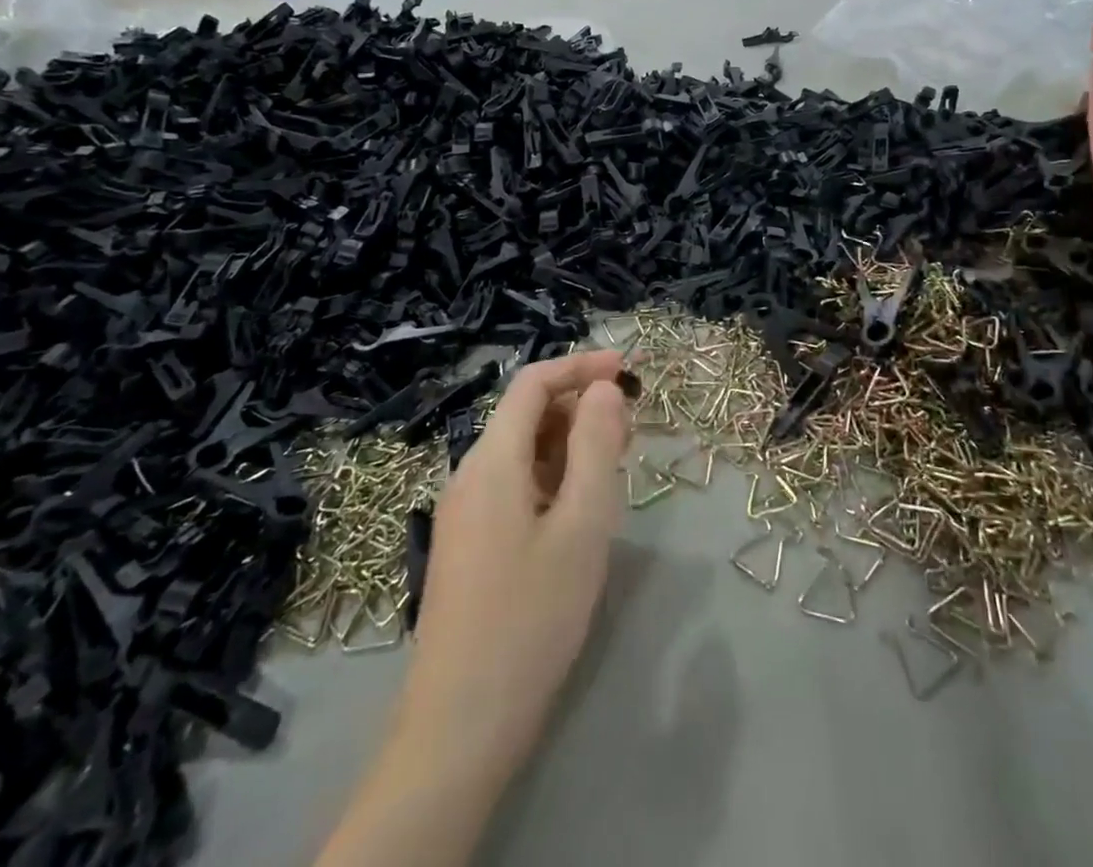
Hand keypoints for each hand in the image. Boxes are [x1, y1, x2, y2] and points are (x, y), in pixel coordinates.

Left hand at [402, 350, 630, 783]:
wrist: (460, 726)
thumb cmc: (531, 615)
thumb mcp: (582, 525)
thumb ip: (596, 446)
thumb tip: (603, 389)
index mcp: (491, 460)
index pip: (533, 383)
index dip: (581, 366)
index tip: (628, 371)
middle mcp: (470, 475)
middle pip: (526, 415)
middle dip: (580, 407)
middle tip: (632, 429)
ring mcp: (465, 513)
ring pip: (523, 453)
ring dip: (570, 444)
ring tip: (616, 466)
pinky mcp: (470, 546)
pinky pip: (515, 486)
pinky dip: (554, 477)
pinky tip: (581, 509)